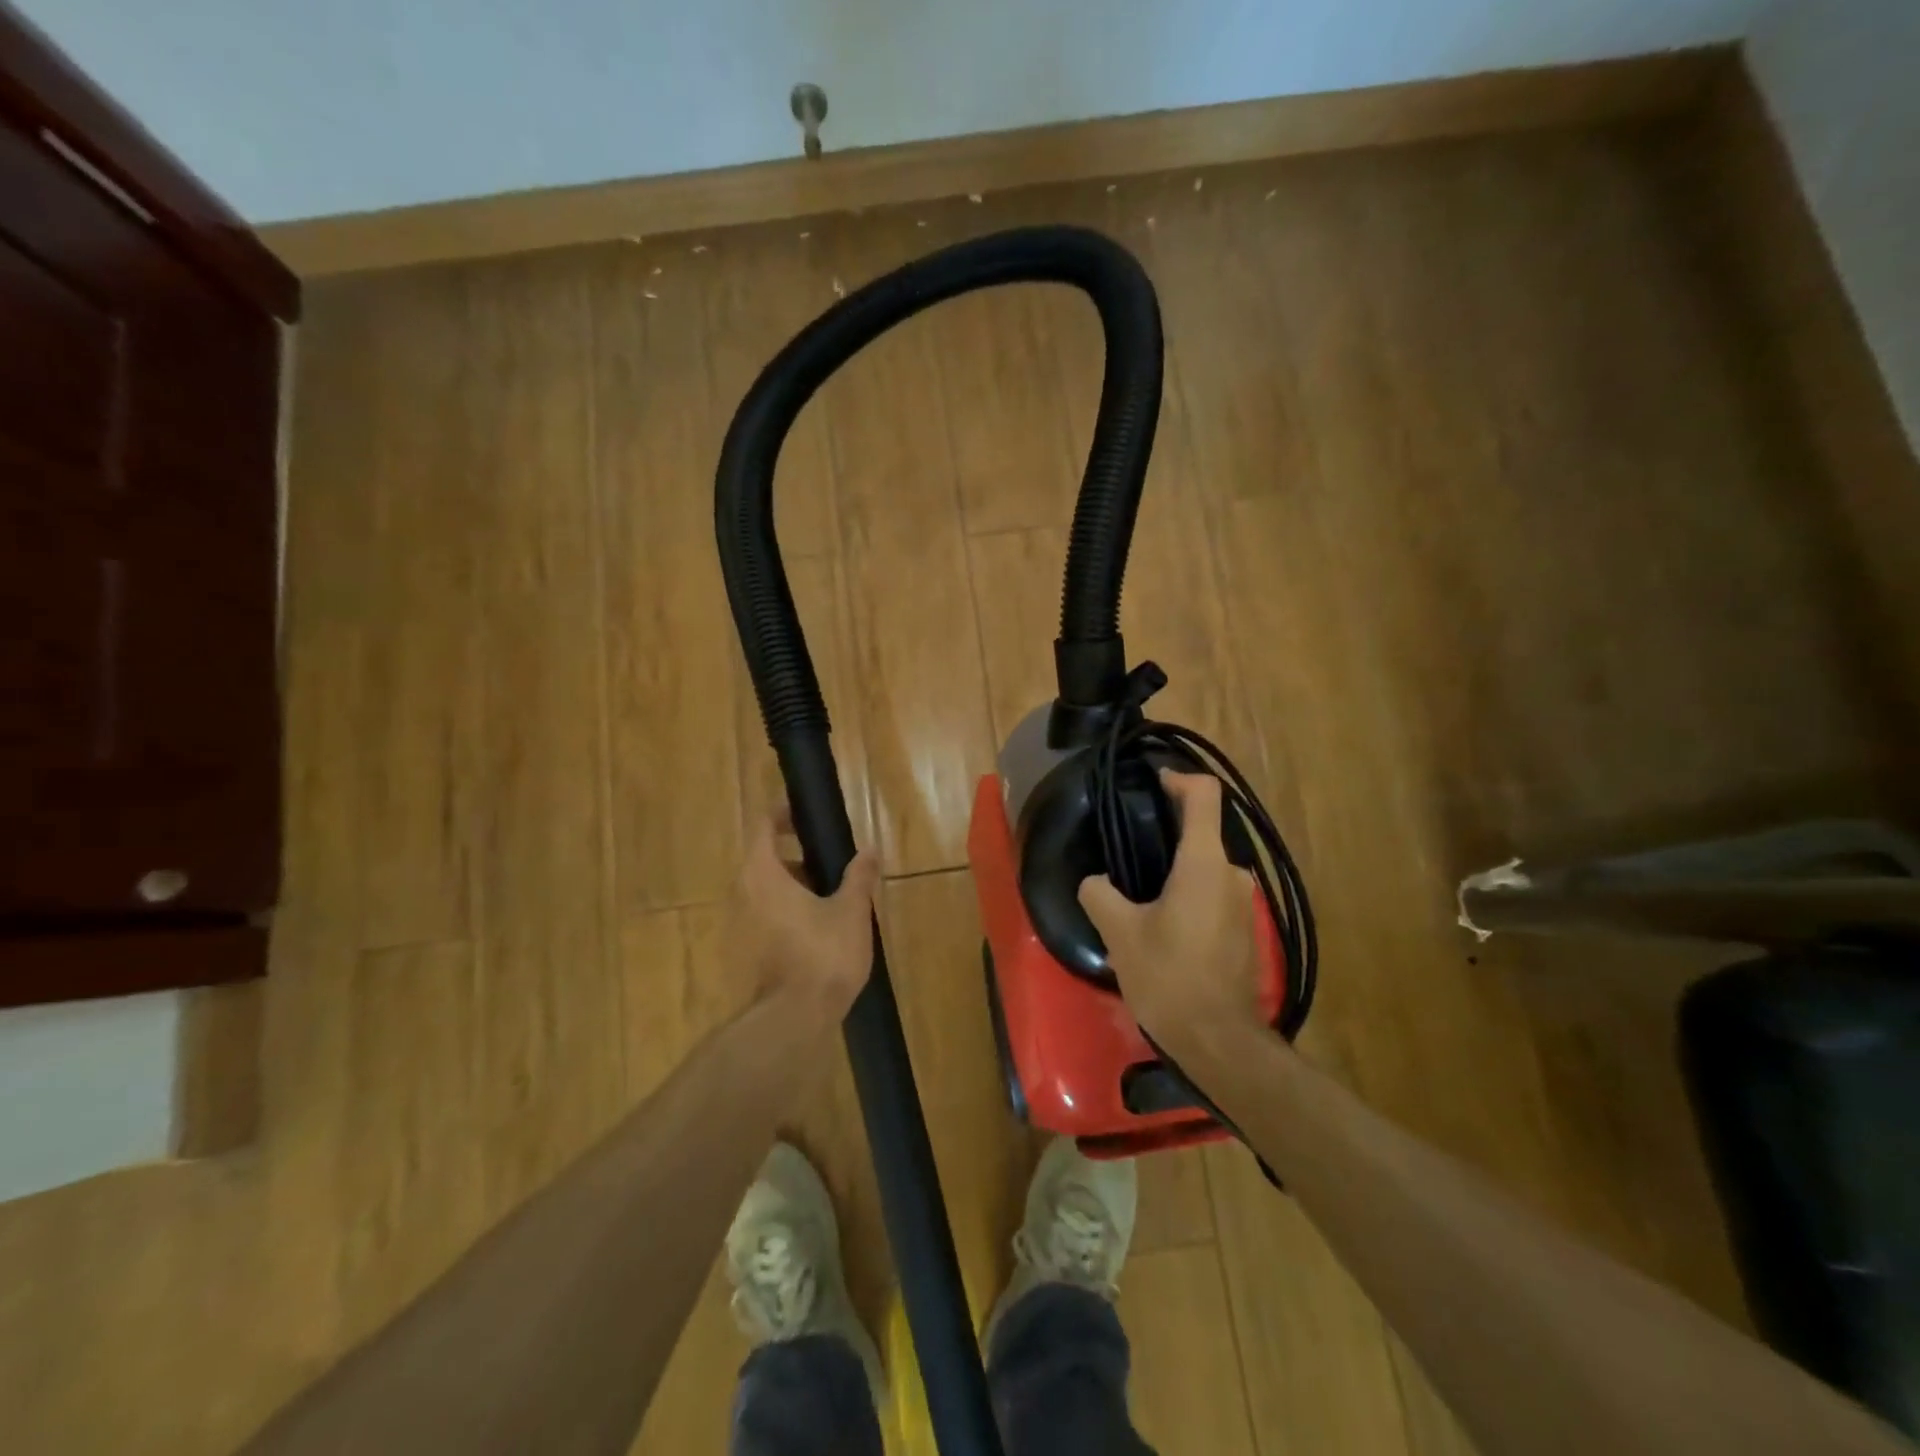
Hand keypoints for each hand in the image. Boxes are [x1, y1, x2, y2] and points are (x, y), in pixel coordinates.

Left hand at [732, 806, 879, 1022]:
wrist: (796, 1018)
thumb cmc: (823, 954)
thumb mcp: (851, 909)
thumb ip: (859, 876)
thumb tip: (870, 850)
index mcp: (763, 875)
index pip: (763, 827)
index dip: (782, 814)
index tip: (806, 812)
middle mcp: (745, 894)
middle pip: (766, 859)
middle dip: (799, 853)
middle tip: (833, 854)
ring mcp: (745, 924)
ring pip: (769, 889)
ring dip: (798, 883)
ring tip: (837, 890)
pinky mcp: (752, 948)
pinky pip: (770, 913)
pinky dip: (792, 907)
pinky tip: (825, 921)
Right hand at [1078, 771, 1264, 1059]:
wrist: (1220, 1042)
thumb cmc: (1169, 978)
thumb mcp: (1120, 933)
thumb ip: (1099, 894)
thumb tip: (1094, 881)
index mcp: (1203, 863)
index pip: (1204, 796)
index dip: (1179, 778)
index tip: (1152, 782)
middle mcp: (1231, 874)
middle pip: (1202, 832)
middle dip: (1166, 831)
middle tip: (1127, 844)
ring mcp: (1242, 902)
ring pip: (1205, 866)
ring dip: (1174, 867)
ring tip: (1137, 885)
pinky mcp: (1244, 928)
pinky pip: (1212, 891)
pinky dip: (1187, 891)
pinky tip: (1160, 919)